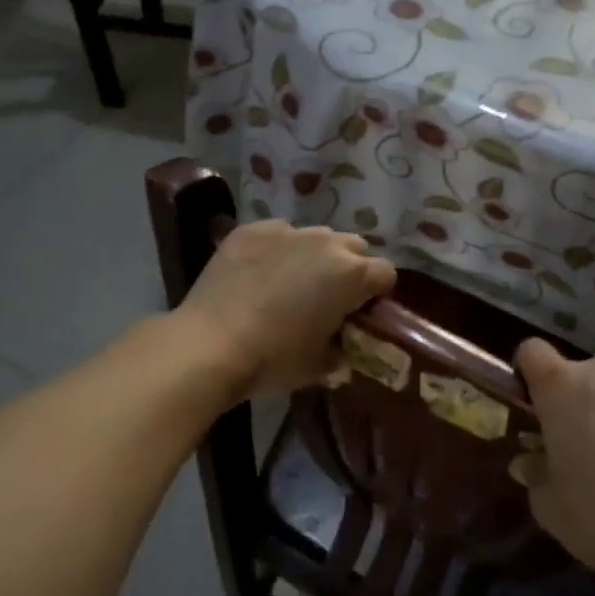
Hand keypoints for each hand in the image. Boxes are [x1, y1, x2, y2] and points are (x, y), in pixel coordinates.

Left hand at [174, 220, 395, 399]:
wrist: (209, 345)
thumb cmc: (273, 359)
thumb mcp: (319, 365)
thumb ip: (342, 351)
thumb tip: (343, 348)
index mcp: (351, 274)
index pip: (385, 273)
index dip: (376, 294)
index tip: (360, 313)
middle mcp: (326, 242)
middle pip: (354, 247)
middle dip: (349, 268)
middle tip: (328, 297)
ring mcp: (287, 231)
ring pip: (316, 236)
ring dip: (314, 256)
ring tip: (290, 283)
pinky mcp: (252, 229)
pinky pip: (278, 234)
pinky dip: (277, 251)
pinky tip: (257, 275)